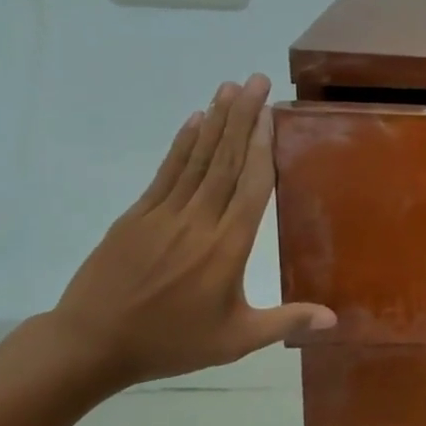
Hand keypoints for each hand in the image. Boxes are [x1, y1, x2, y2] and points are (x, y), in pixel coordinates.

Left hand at [45, 74, 334, 392]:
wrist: (90, 345)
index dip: (261, 146)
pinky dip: (182, 145)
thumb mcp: (235, 340)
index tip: (270, 112)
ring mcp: (164, 214)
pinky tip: (194, 121)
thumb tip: (335, 318)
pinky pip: (166, 173)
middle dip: (242, 118)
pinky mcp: (137, 216)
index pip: (251, 186)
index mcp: (228, 247)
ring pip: (197, 160)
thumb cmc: (170, 342)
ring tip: (229, 87)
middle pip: (226, 161)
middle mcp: (199, 221)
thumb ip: (286, 322)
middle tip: (255, 80)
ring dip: (215, 121)